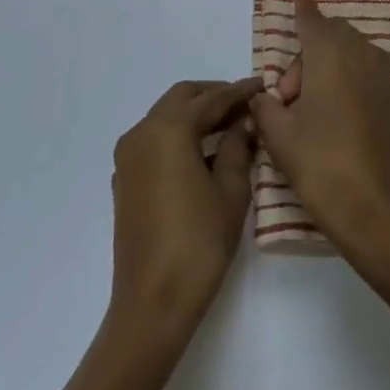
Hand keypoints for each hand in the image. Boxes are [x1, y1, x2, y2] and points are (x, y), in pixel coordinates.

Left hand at [109, 78, 260, 337]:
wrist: (152, 302)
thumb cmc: (199, 243)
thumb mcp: (230, 190)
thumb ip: (237, 147)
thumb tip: (244, 122)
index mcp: (168, 130)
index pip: (211, 99)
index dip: (240, 92)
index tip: (264, 86)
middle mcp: (142, 134)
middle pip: (181, 98)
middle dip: (214, 96)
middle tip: (247, 105)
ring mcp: (128, 158)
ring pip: (165, 117)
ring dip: (196, 115)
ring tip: (232, 126)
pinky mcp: (125, 181)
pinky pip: (155, 141)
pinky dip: (180, 135)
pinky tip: (205, 152)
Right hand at [248, 0, 389, 260]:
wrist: (379, 209)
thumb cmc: (322, 163)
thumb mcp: (279, 136)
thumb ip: (266, 107)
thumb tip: (265, 99)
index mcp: (331, 53)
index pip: (313, 20)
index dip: (303, 13)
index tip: (298, 3)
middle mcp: (362, 55)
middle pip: (333, 37)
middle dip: (308, 55)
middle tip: (289, 98)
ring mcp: (384, 78)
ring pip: (352, 55)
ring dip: (329, 69)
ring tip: (310, 113)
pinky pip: (366, 76)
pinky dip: (348, 83)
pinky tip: (336, 121)